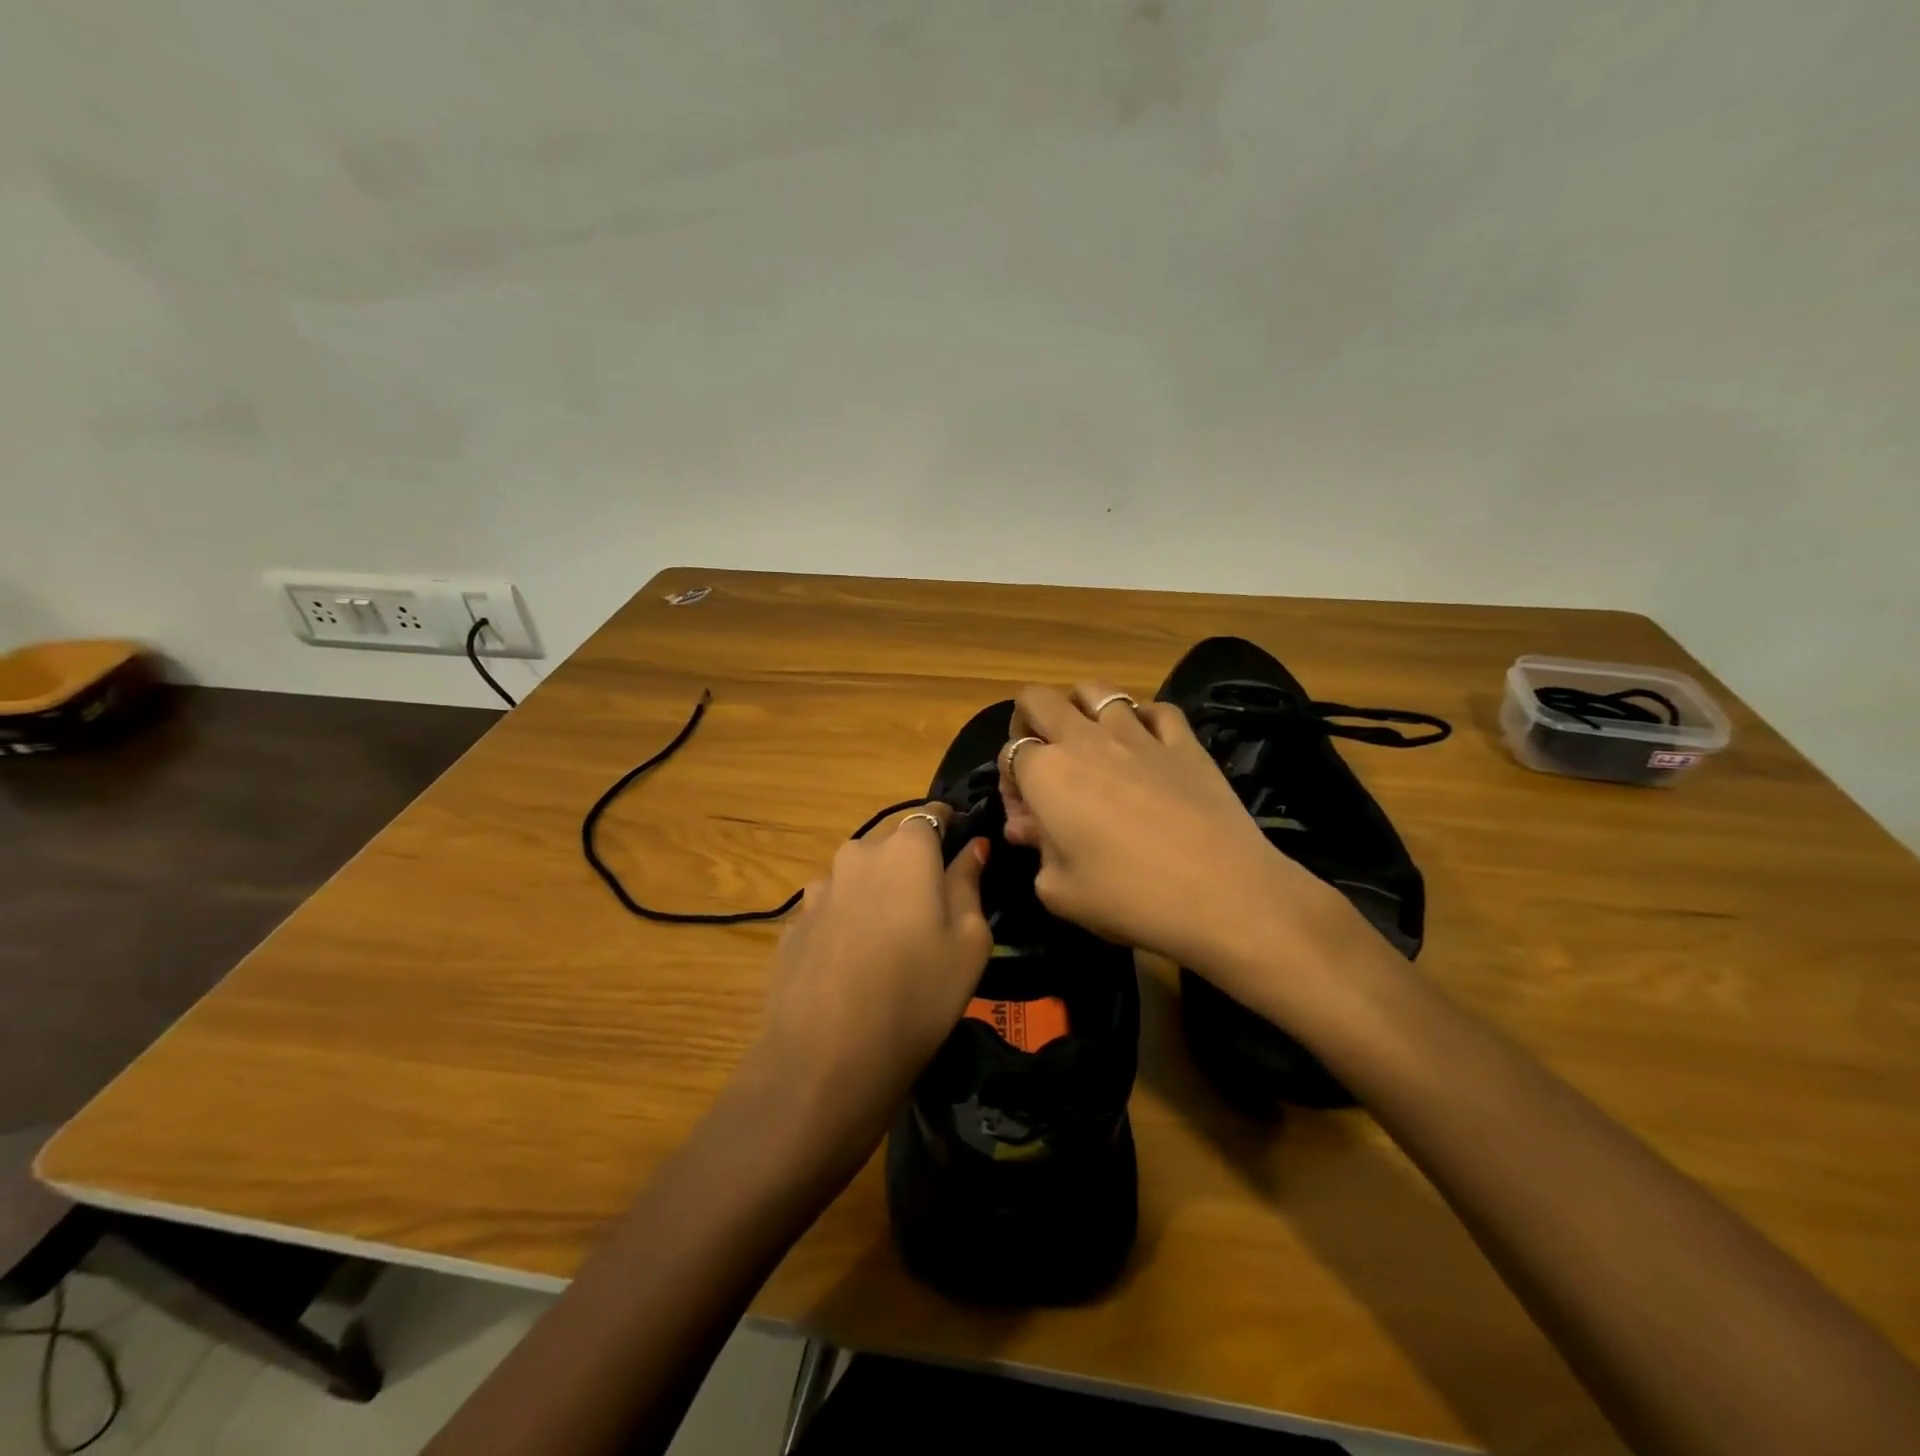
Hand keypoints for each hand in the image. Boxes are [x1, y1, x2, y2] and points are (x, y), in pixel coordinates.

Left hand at [752, 808, 990, 1150]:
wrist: (826, 1059)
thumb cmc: (918, 994)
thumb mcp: (969, 942)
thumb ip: (969, 883)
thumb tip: (973, 847)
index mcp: (905, 850)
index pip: (931, 815)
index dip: (950, 829)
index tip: (962, 852)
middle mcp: (856, 855)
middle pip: (892, 847)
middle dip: (913, 867)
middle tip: (932, 913)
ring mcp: (818, 889)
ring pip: (859, 878)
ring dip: (877, 895)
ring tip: (890, 945)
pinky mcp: (794, 925)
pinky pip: (832, 910)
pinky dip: (847, 924)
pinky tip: (854, 967)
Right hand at [1000, 683, 1364, 1002]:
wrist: (1222, 894)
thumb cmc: (1128, 897)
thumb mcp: (1060, 891)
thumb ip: (1036, 851)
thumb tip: (1029, 828)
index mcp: (1047, 774)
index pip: (1011, 753)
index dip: (1010, 783)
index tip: (1026, 819)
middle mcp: (1085, 740)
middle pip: (1040, 700)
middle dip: (1029, 720)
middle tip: (1042, 757)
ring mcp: (1138, 735)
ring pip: (1096, 691)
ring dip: (1082, 708)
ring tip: (1089, 740)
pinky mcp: (1184, 742)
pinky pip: (1157, 709)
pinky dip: (1143, 718)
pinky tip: (1146, 742)